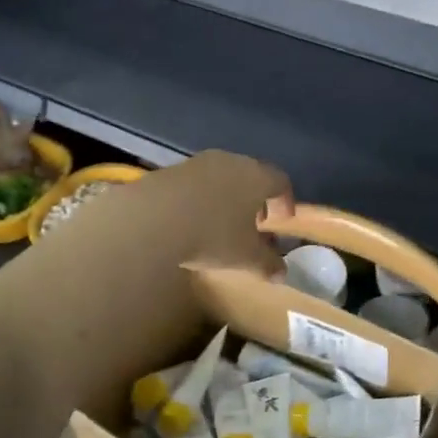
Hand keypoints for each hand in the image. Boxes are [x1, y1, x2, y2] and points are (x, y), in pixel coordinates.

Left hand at [117, 150, 289, 273]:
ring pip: (223, 177)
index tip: (283, 221)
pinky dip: (202, 198)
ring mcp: (199, 162)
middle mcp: (232, 162)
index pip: (280, 182)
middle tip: (255, 224)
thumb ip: (267, 264)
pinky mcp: (172, 169)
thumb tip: (281, 275)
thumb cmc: (212, 235)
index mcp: (257, 177)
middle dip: (256, 200)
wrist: (152, 219)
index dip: (285, 201)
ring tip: (222, 224)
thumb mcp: (245, 257)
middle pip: (251, 176)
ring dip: (228, 197)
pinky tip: (193, 220)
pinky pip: (197, 183)